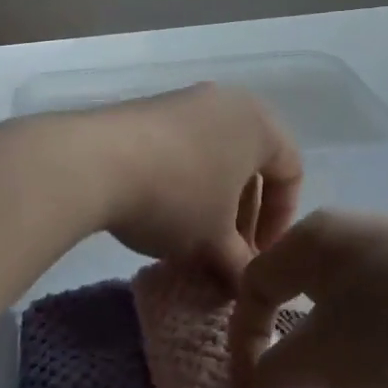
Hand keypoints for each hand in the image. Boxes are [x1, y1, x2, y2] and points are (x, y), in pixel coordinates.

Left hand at [73, 84, 302, 280]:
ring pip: (216, 155)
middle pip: (252, 162)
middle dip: (244, 212)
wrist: (95, 161)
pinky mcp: (150, 108)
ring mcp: (185, 100)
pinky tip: (164, 210)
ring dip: (214, 198)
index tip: (259, 257)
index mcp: (259, 123)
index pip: (291, 172)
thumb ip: (240, 265)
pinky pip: (184, 146)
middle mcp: (227, 101)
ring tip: (195, 236)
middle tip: (229, 251)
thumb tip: (246, 286)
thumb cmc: (176, 196)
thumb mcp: (214, 240)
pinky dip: (185, 179)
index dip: (280, 222)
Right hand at [230, 210, 387, 387]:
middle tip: (299, 380)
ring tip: (353, 378)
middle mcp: (349, 229)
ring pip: (345, 292)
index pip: (254, 282)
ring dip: (337, 336)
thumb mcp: (330, 355)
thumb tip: (255, 379)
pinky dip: (379, 331)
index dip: (243, 336)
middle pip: (298, 283)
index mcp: (312, 238)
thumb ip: (278, 369)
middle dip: (290, 334)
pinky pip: (387, 298)